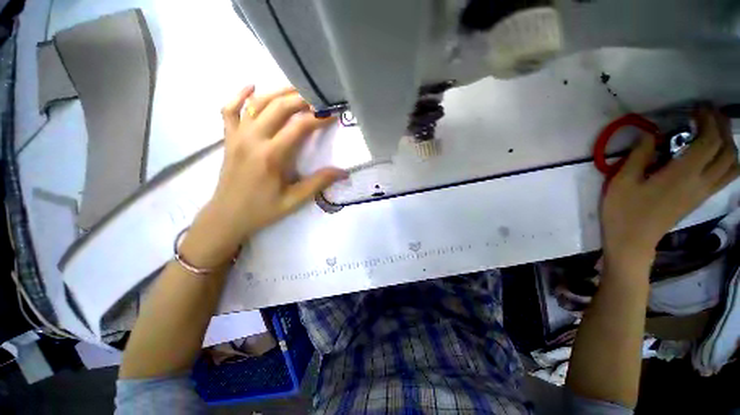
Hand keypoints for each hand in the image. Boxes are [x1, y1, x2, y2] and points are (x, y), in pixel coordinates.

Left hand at [181, 86, 345, 266]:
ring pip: (257, 103)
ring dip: (278, 93)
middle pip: (278, 107)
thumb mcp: (294, 200)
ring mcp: (237, 136)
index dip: (318, 118)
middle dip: (300, 99)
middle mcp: (253, 139)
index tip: (332, 114)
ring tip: (296, 89)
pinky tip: (252, 86)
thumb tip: (343, 172)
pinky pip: (229, 110)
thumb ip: (318, 183)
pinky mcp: (228, 138)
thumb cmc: (262, 210)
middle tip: (318, 97)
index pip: (298, 127)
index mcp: (271, 156)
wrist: (227, 216)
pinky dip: (239, 95)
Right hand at [601, 108, 738, 268]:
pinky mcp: (701, 199)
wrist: (632, 240)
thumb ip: (639, 155)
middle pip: (726, 150)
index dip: (708, 120)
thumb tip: (650, 133)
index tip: (696, 108)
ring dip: (728, 144)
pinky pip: (726, 176)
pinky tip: (714, 154)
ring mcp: (703, 192)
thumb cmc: (624, 211)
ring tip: (714, 132)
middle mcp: (701, 182)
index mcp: (682, 175)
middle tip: (707, 114)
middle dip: (721, 127)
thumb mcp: (622, 181)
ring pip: (732, 165)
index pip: (709, 141)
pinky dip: (727, 160)